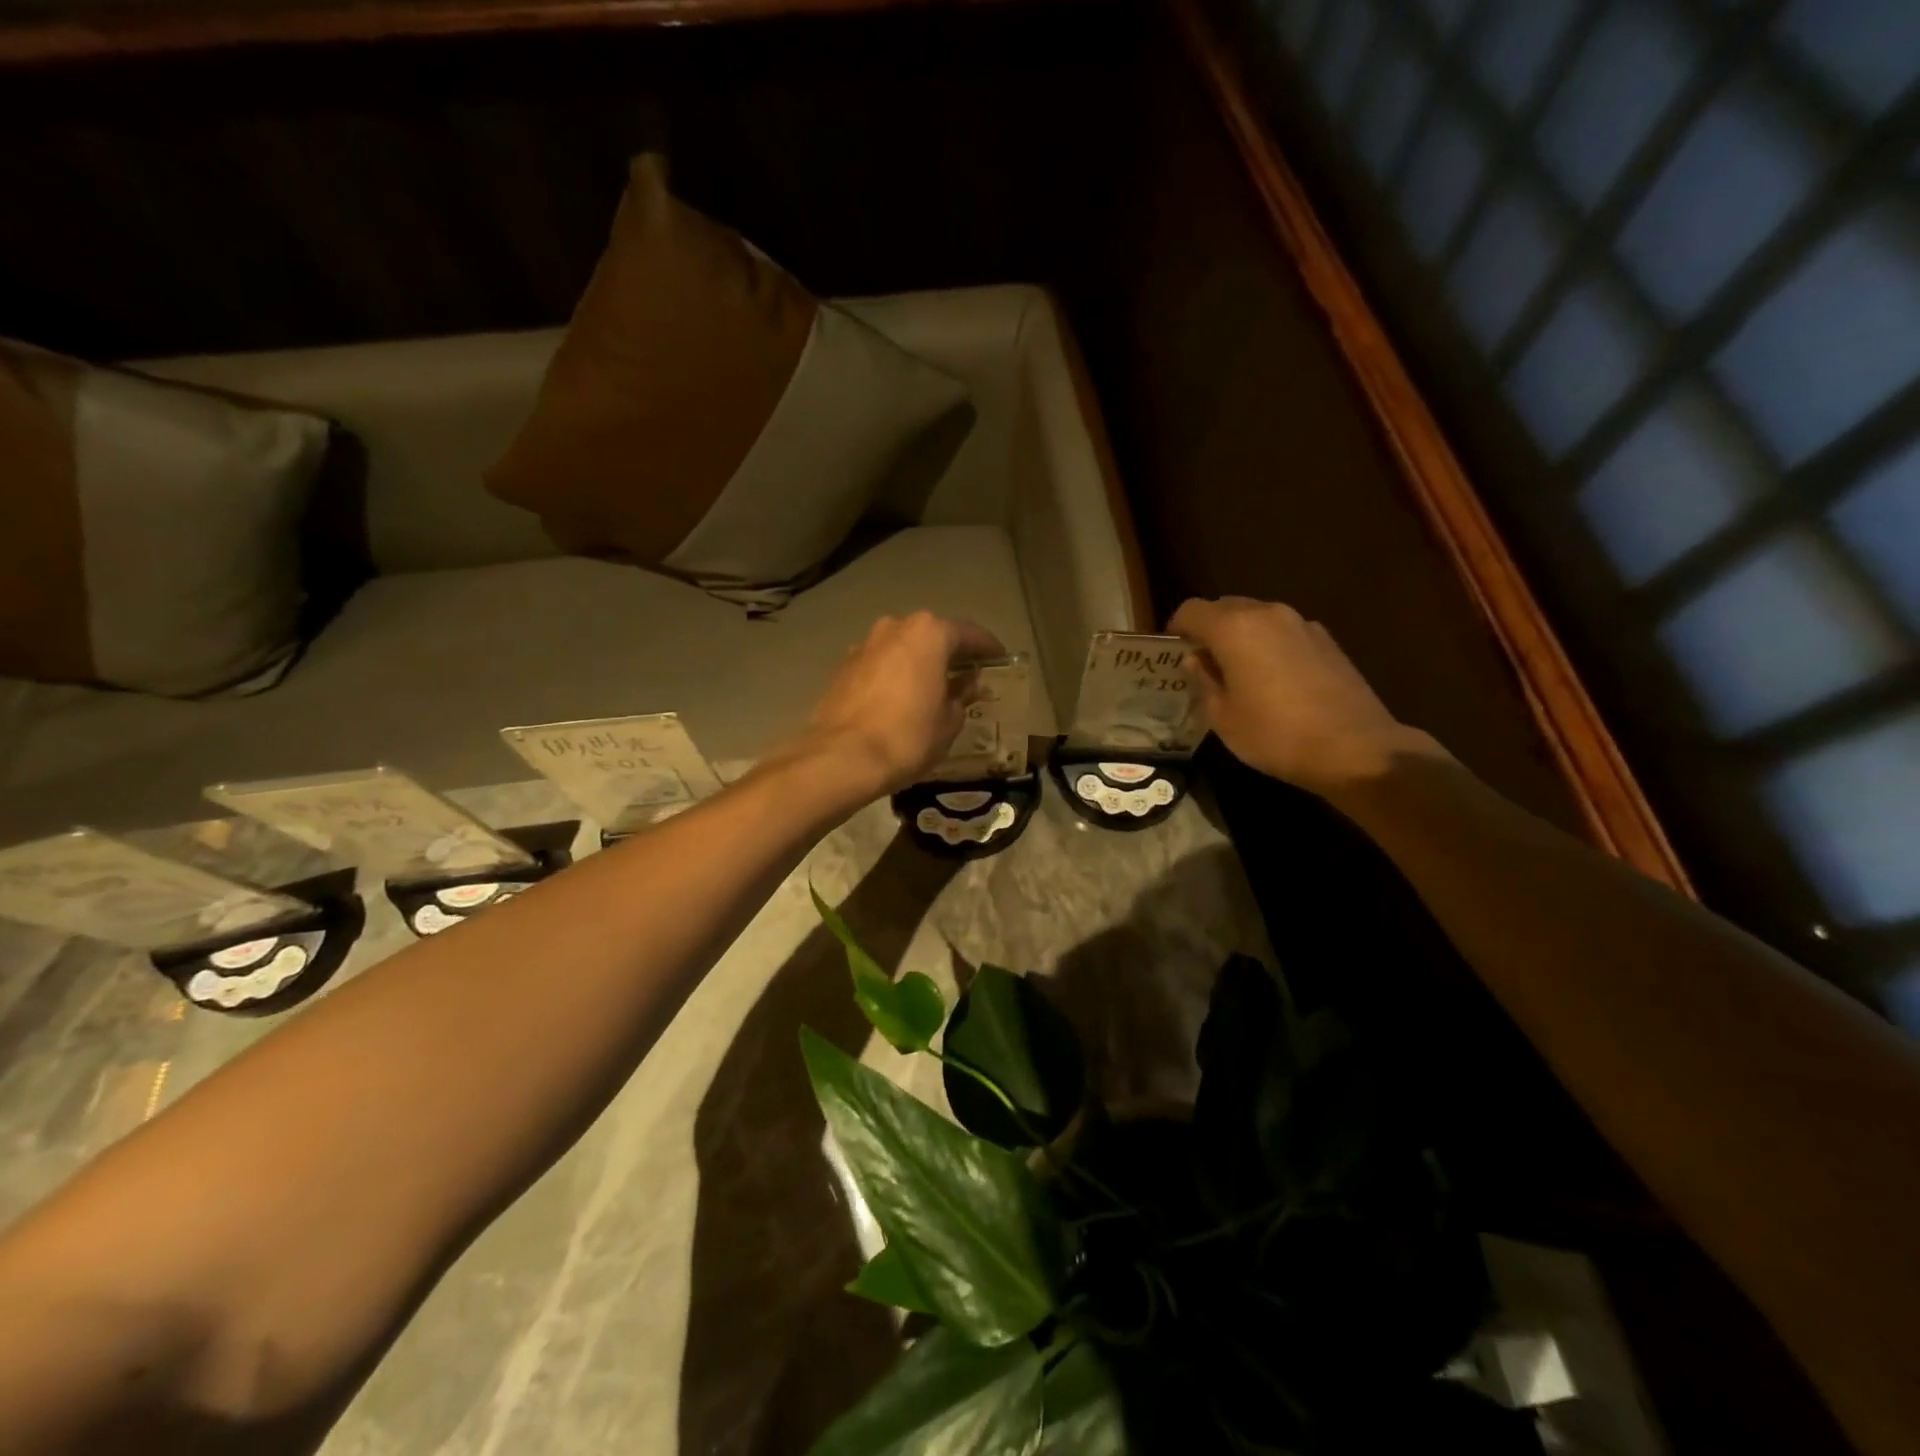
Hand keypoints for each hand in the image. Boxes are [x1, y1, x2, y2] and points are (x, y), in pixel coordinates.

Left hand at [798, 611, 1006, 798]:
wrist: (841, 758)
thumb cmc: (907, 737)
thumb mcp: (949, 721)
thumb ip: (962, 696)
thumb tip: (967, 685)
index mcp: (928, 633)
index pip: (969, 633)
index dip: (988, 648)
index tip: (999, 660)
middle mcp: (895, 628)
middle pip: (932, 635)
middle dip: (951, 653)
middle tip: (968, 674)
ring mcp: (864, 645)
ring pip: (902, 648)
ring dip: (919, 663)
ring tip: (933, 687)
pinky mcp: (843, 667)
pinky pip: (880, 664)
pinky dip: (895, 674)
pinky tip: (901, 698)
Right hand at [1169, 596, 1445, 795]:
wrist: (1356, 749)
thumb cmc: (1276, 735)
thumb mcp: (1223, 717)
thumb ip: (1204, 680)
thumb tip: (1196, 660)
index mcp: (1234, 628)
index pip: (1191, 610)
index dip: (1176, 629)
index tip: (1173, 653)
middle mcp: (1267, 614)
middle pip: (1225, 607)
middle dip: (1208, 629)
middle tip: (1202, 664)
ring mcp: (1302, 623)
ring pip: (1257, 617)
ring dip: (1240, 636)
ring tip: (1238, 672)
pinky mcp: (1327, 640)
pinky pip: (1283, 631)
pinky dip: (1268, 644)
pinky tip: (1273, 680)